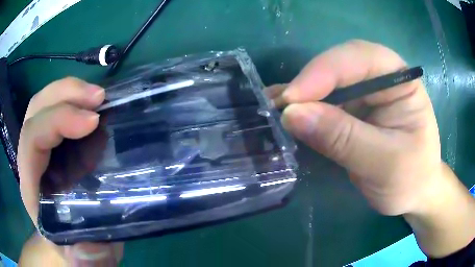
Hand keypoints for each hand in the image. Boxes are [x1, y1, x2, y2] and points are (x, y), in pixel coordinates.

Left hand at [18, 77, 121, 265]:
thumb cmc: (77, 250)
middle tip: (99, 98)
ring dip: (70, 91)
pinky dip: (75, 99)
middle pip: (35, 110)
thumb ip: (87, 259)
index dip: (57, 122)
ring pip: (44, 103)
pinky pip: (56, 109)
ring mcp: (42, 148)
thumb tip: (87, 244)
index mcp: (33, 187)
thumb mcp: (86, 260)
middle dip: (63, 95)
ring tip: (99, 96)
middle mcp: (31, 160)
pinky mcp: (54, 144)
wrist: (73, 245)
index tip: (93, 122)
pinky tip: (94, 106)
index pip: (31, 140)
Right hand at [268, 40, 474, 256]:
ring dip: (299, 96)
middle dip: (308, 84)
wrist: (414, 195)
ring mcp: (365, 94)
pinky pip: (323, 102)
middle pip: (339, 66)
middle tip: (276, 106)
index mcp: (400, 80)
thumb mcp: (383, 163)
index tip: (292, 99)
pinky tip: (283, 114)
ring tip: (271, 109)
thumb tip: (293, 115)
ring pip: (326, 83)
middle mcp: (381, 78)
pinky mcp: (352, 111)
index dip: (324, 72)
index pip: (361, 58)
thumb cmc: (411, 179)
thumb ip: (342, 138)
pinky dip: (302, 109)